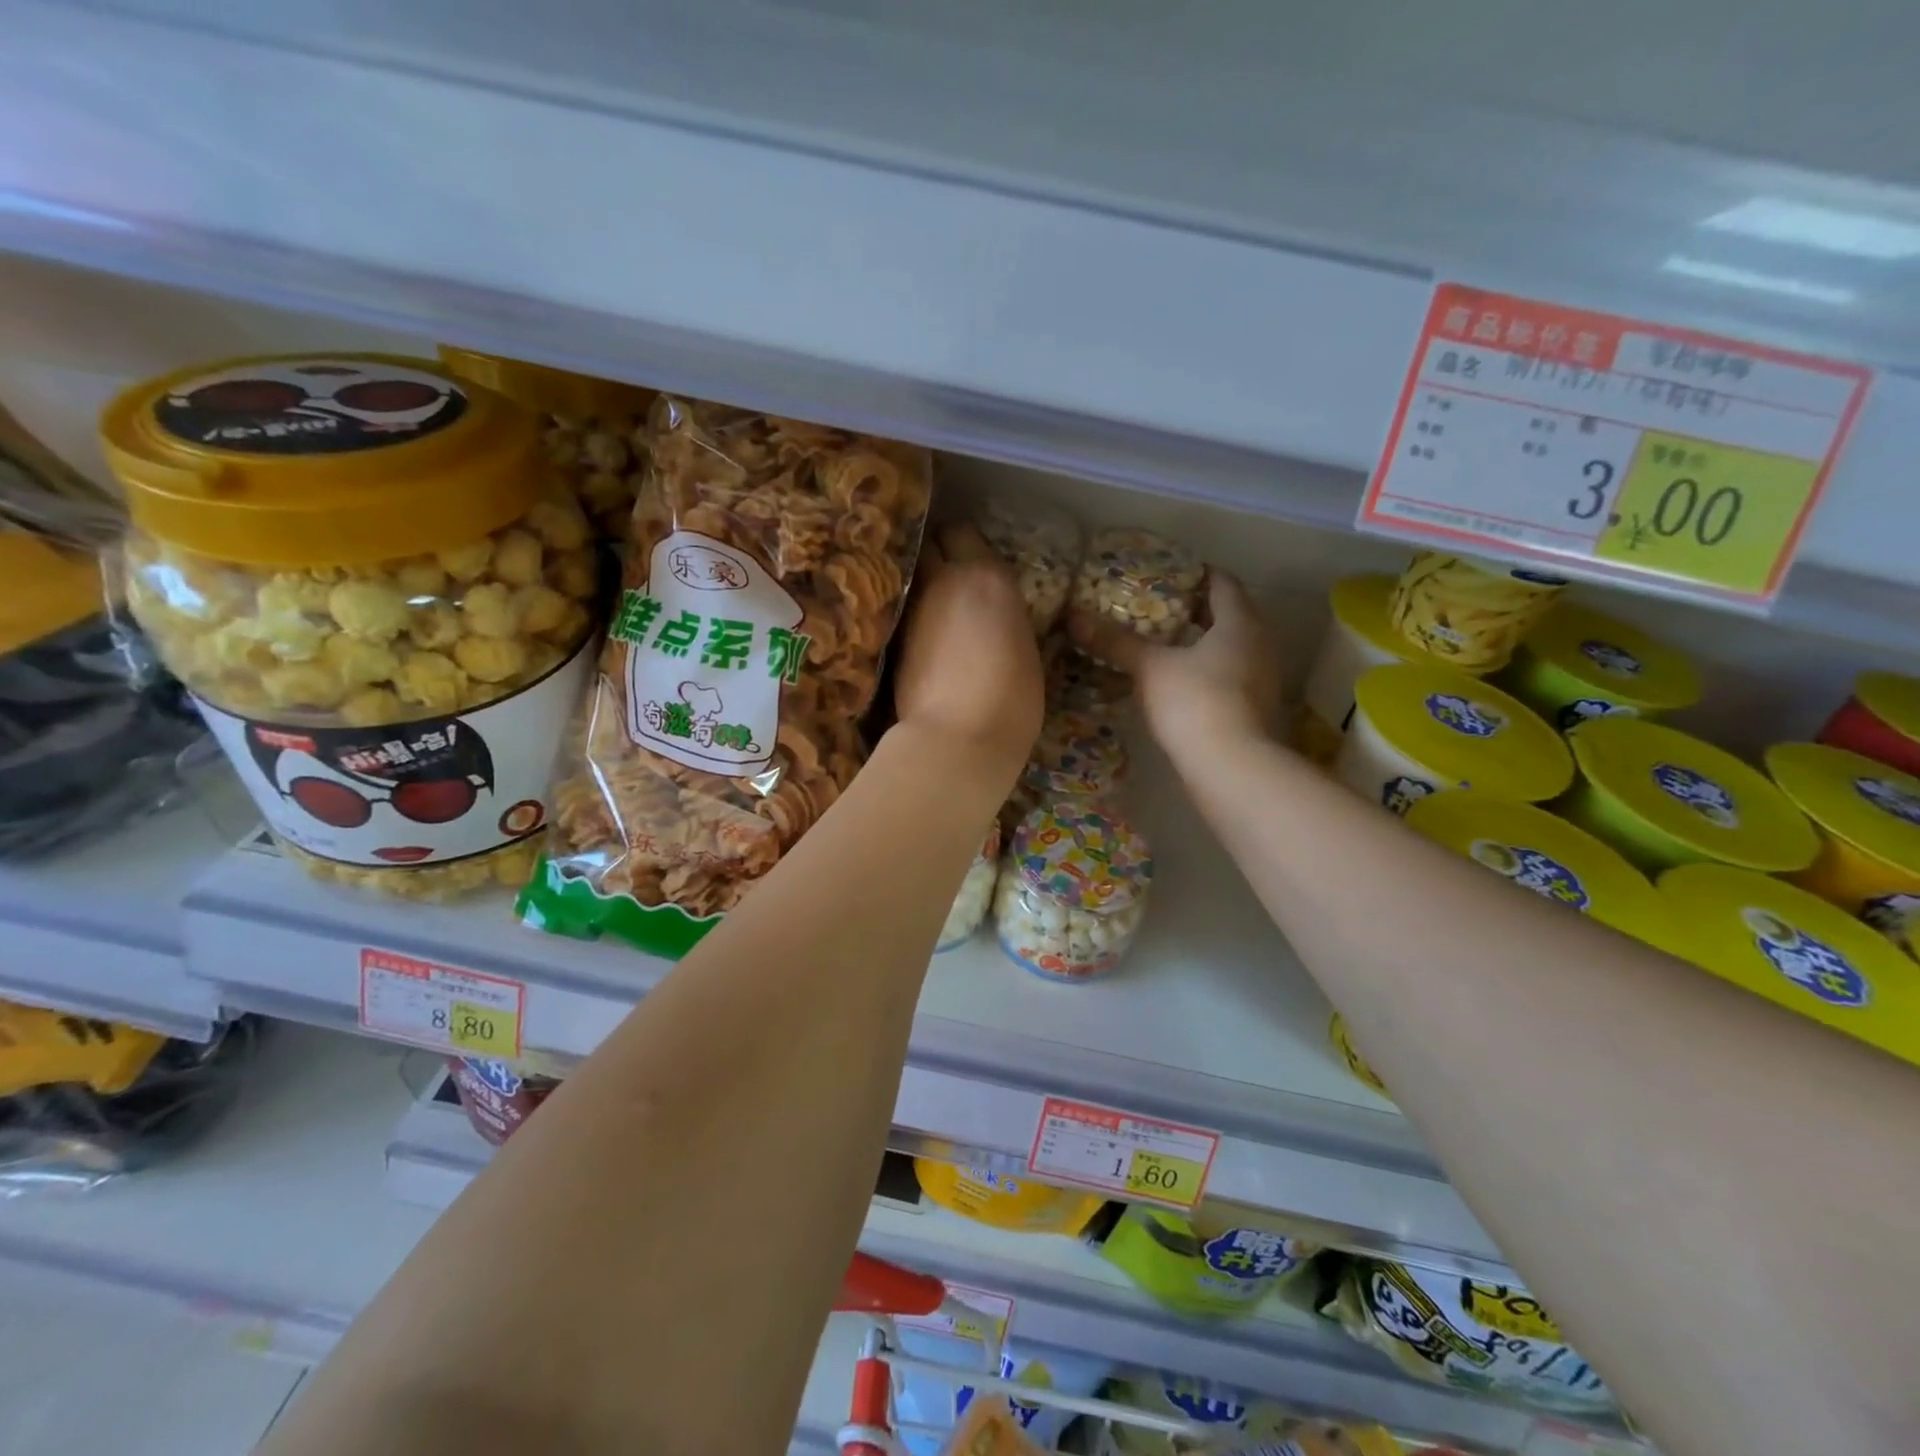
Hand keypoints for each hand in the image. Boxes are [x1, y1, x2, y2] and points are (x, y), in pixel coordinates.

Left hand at [892, 523, 1042, 782]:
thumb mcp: (1027, 652)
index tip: (970, 560)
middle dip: (936, 553)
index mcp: (989, 576)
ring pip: (913, 579)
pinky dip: (912, 617)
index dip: (963, 544)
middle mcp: (945, 581)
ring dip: (923, 586)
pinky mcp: (893, 640)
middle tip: (948, 576)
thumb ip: (1007, 620)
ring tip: (935, 608)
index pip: (962, 532)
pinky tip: (922, 637)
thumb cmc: (1011, 701)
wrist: (956, 739)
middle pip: (929, 544)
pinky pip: (904, 613)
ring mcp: (914, 610)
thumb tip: (997, 618)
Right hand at [1068, 572, 1280, 767]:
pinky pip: (1228, 676)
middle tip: (1157, 608)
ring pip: (1229, 648)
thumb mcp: (1150, 668)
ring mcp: (1260, 680)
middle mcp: (1259, 645)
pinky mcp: (1253, 709)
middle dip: (1195, 610)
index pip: (1223, 583)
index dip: (1197, 574)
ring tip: (1162, 644)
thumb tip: (1074, 617)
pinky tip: (1176, 682)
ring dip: (1200, 643)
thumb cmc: (1195, 702)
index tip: (1169, 573)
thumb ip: (1115, 642)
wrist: (1232, 768)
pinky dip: (1204, 671)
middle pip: (1229, 615)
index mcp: (1240, 623)